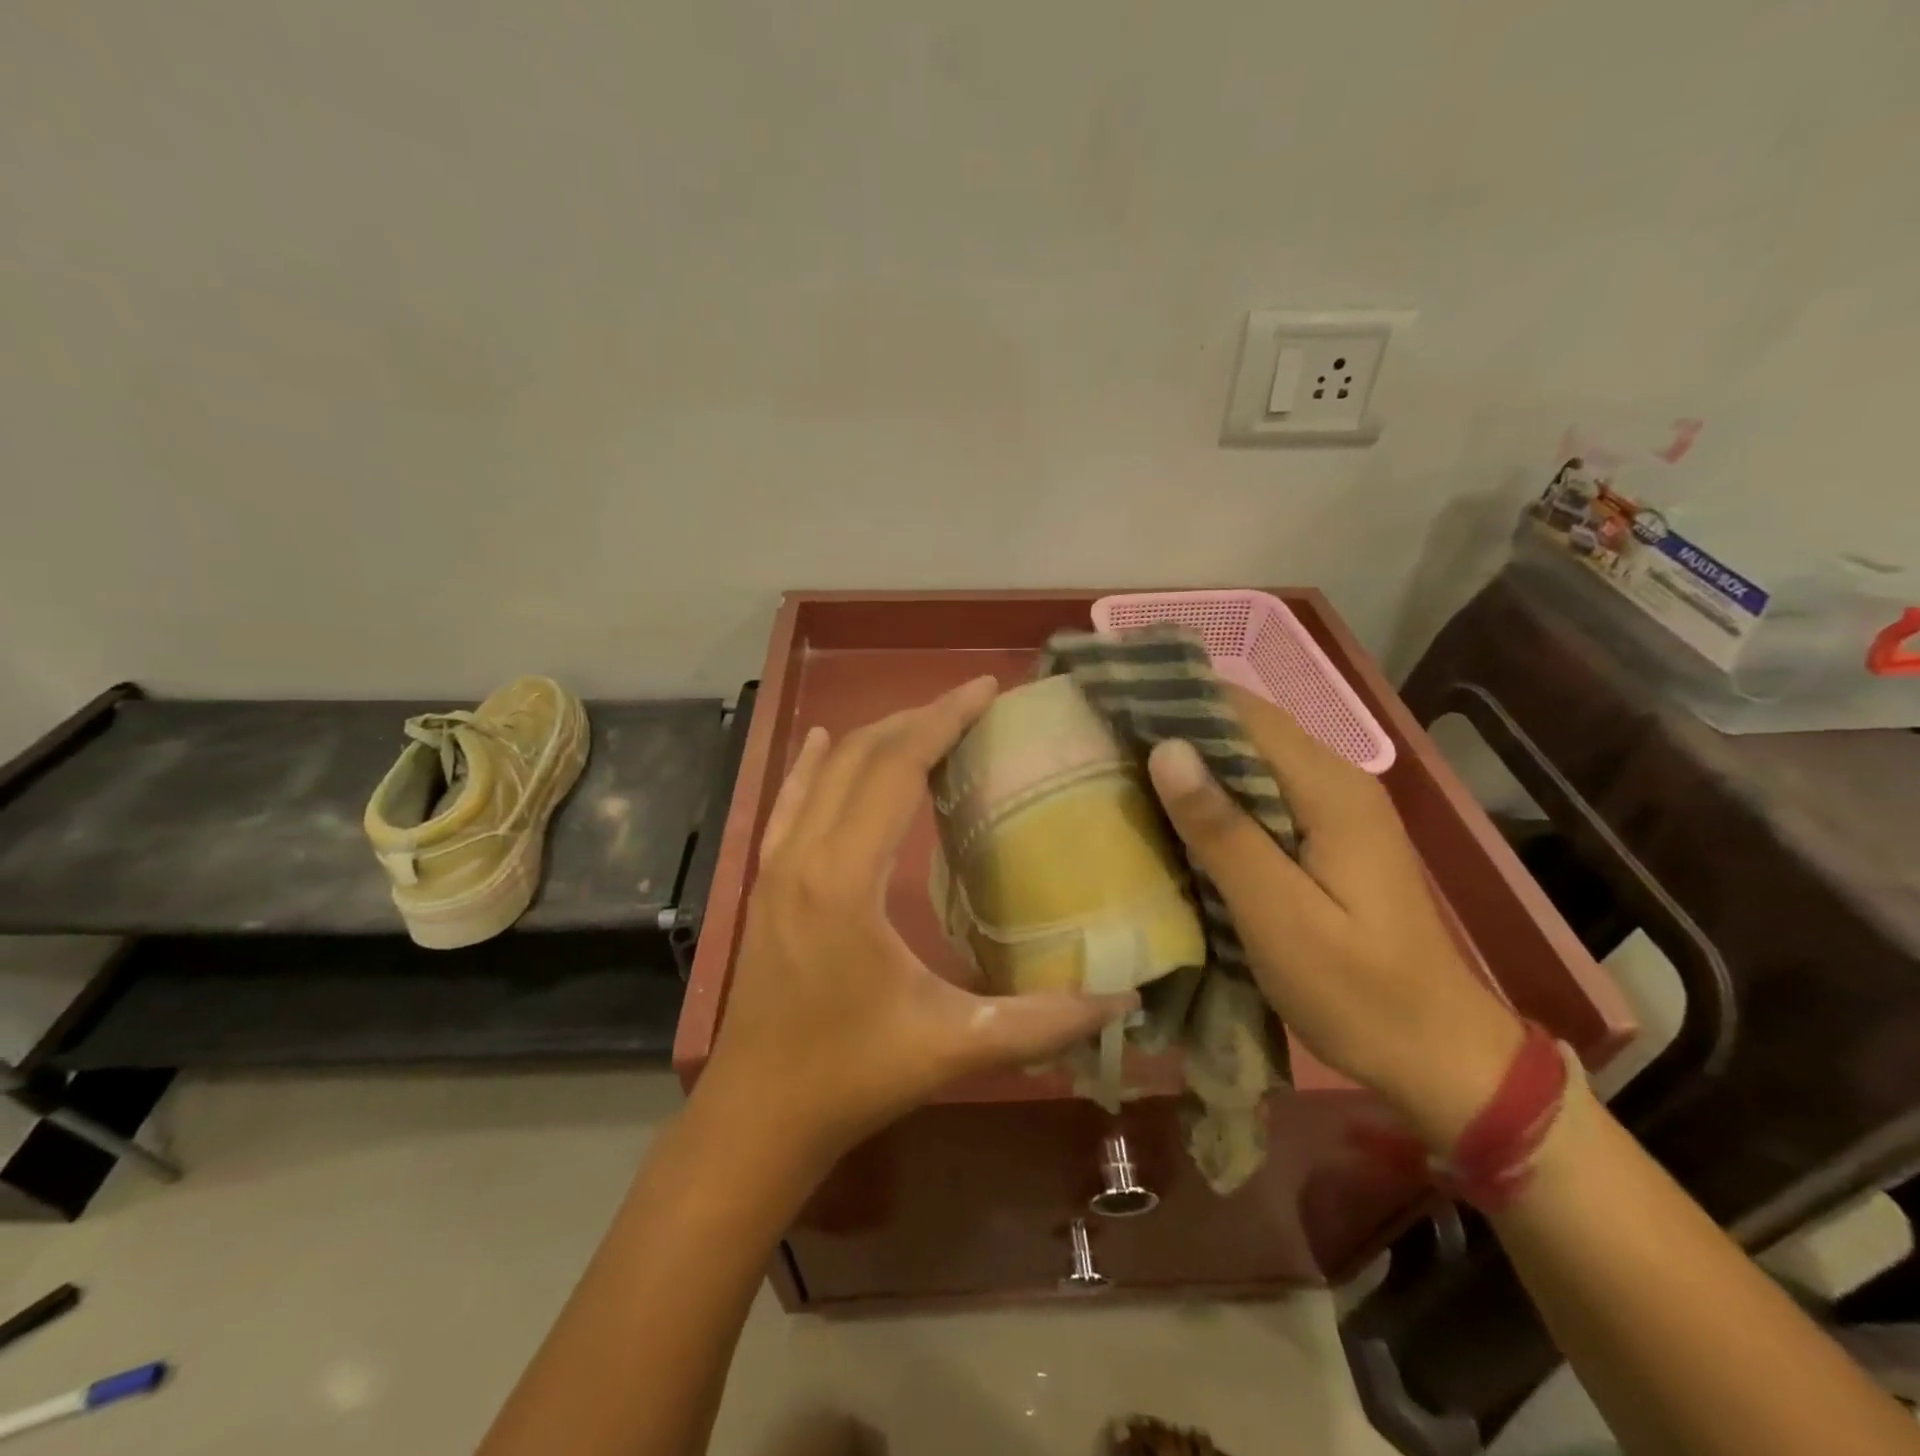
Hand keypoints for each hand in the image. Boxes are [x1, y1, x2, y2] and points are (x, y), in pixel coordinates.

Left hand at [703, 676, 1136, 1165]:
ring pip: (825, 773)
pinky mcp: (763, 882)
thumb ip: (1043, 1021)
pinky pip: (786, 803)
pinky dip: (812, 764)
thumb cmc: (852, 1076)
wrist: (757, 1115)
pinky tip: (823, 740)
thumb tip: (1126, 998)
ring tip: (925, 719)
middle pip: (862, 757)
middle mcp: (803, 855)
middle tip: (972, 701)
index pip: (896, 768)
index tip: (986, 688)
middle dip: (918, 718)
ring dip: (875, 737)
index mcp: (844, 878)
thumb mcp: (954, 1047)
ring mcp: (774, 866)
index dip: (943, 720)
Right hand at [1146, 687, 1523, 1147]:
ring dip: (1194, 764)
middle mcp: (1337, 783)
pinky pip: (1262, 797)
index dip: (1181, 700)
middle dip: (1180, 728)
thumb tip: (1167, 749)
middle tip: (1106, 740)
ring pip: (1252, 764)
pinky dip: (1216, 798)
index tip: (1117, 703)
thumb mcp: (1280, 917)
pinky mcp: (1328, 838)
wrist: (1438, 1055)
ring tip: (1122, 768)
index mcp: (1330, 790)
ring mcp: (1336, 811)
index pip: (1246, 714)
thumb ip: (1223, 832)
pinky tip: (1174, 814)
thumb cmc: (1358, 993)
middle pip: (1249, 732)